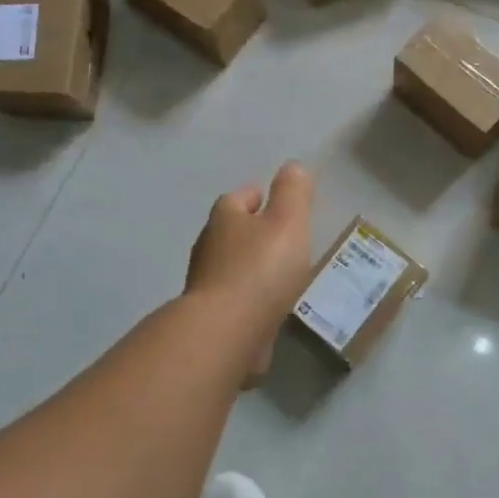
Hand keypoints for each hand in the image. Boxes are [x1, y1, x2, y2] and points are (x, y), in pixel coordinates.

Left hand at [186, 162, 314, 327]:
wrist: (226, 332)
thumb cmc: (260, 270)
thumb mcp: (287, 222)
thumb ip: (292, 193)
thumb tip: (292, 166)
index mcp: (224, 219)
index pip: (237, 198)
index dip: (255, 196)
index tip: (271, 200)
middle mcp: (208, 248)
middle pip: (229, 232)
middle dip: (250, 232)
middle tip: (280, 237)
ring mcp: (206, 285)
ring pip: (230, 267)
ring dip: (249, 267)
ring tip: (279, 274)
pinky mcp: (210, 318)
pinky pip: (233, 300)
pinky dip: (248, 299)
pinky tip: (267, 308)